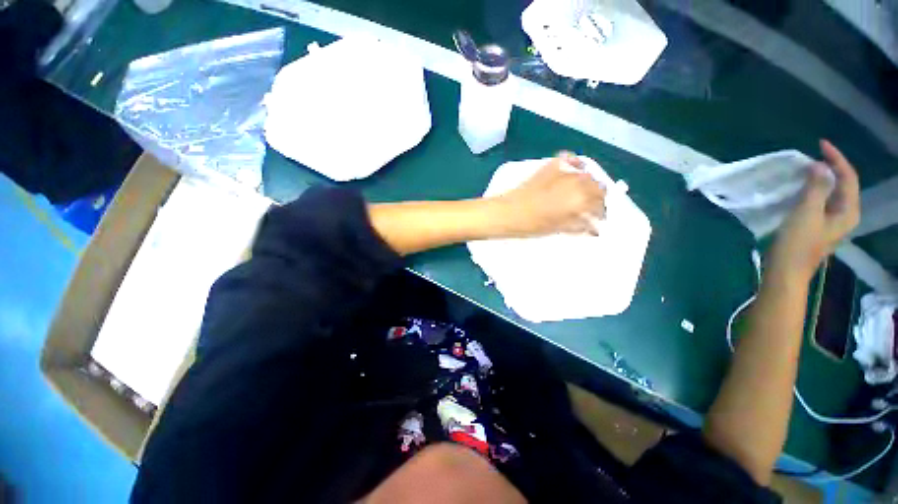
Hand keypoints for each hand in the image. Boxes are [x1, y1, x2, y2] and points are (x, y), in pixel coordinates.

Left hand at [494, 153, 607, 236]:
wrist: (509, 212)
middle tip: (589, 207)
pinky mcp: (551, 165)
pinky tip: (574, 171)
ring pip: (587, 174)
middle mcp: (578, 182)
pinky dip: (575, 165)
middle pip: (597, 187)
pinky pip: (570, 159)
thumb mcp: (559, 228)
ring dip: (588, 184)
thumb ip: (580, 226)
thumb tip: (595, 228)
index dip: (600, 214)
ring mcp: (564, 171)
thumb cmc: (533, 225)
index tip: (597, 220)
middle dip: (596, 198)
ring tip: (581, 193)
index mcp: (582, 199)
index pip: (601, 205)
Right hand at [771, 140, 859, 282]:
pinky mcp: (817, 226)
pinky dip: (812, 190)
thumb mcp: (806, 213)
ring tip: (805, 168)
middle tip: (812, 155)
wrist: (785, 272)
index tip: (820, 144)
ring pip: (831, 193)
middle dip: (830, 167)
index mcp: (848, 211)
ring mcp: (831, 222)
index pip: (848, 177)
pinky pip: (820, 201)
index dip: (836, 159)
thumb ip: (815, 188)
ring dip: (820, 178)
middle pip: (843, 184)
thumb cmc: (797, 244)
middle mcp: (844, 215)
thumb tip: (819, 165)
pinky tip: (801, 188)